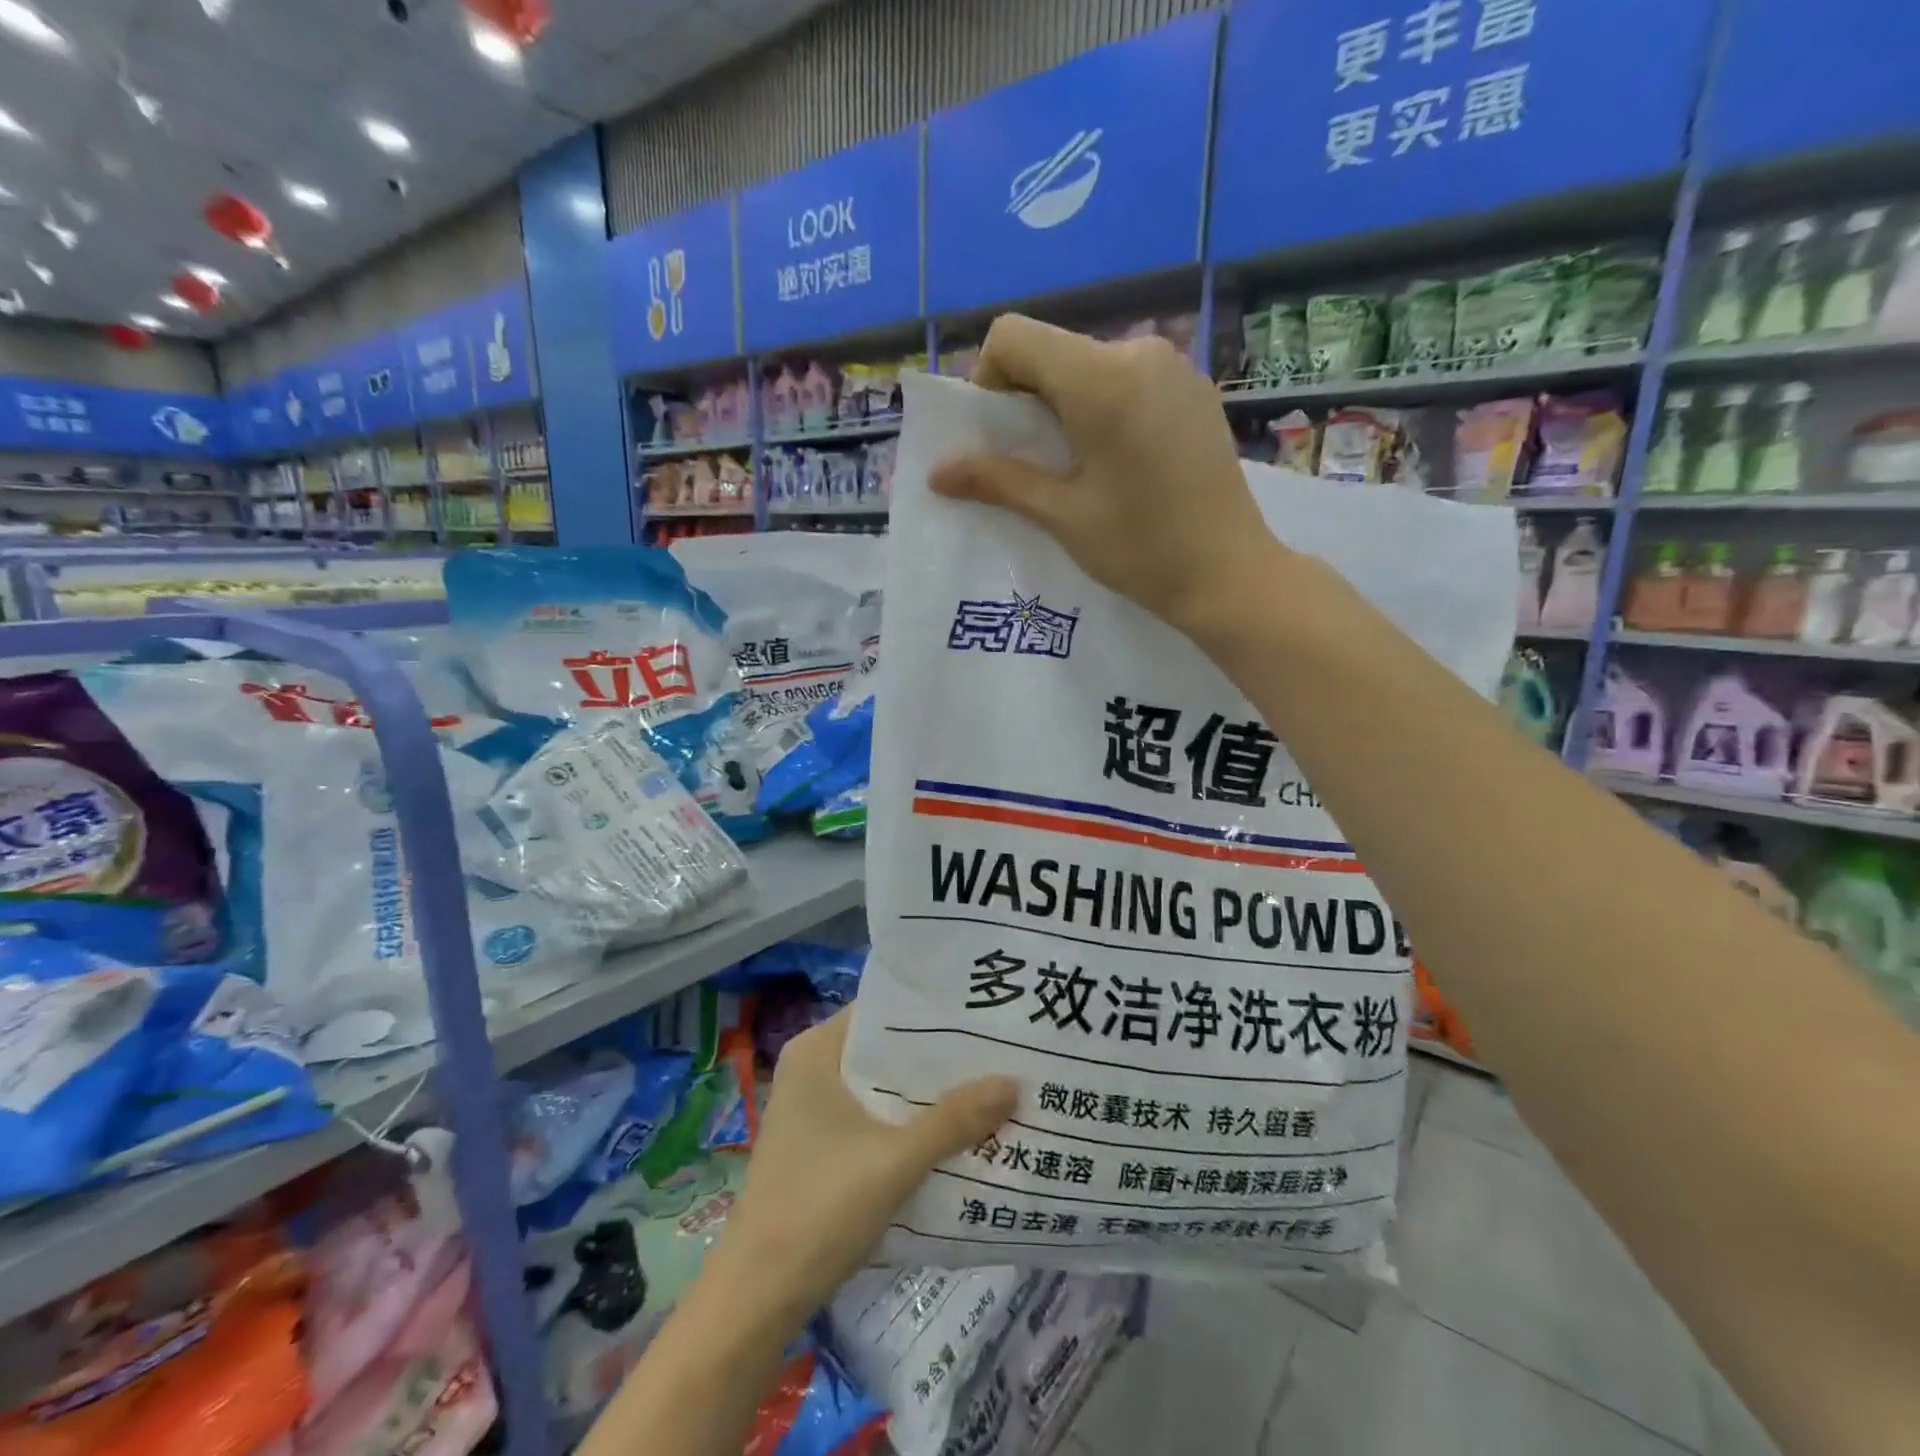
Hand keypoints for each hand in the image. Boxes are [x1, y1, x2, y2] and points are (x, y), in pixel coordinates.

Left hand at [711, 1010, 1016, 1323]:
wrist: (756, 1299)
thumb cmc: (819, 1209)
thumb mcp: (896, 1161)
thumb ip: (955, 1119)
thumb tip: (1015, 1082)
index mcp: (817, 1050)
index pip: (884, 1010)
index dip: (934, 1012)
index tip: (983, 1015)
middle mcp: (813, 1069)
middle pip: (886, 1051)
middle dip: (939, 1058)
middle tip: (999, 1052)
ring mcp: (813, 1111)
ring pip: (883, 1089)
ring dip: (927, 1095)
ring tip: (989, 1088)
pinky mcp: (819, 1147)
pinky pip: (874, 1120)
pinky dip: (908, 1124)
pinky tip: (953, 1135)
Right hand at [930, 314, 1283, 635]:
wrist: (1229, 573)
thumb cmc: (1141, 549)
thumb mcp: (1061, 515)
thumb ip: (997, 480)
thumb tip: (936, 471)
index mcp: (1100, 379)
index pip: (1014, 336)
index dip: (989, 379)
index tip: (999, 436)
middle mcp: (1139, 352)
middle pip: (1053, 350)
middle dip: (1026, 398)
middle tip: (1034, 463)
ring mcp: (1174, 367)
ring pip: (1089, 365)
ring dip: (1065, 405)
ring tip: (1079, 468)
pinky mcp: (1194, 389)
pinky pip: (1128, 379)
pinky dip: (1104, 407)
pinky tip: (1120, 462)